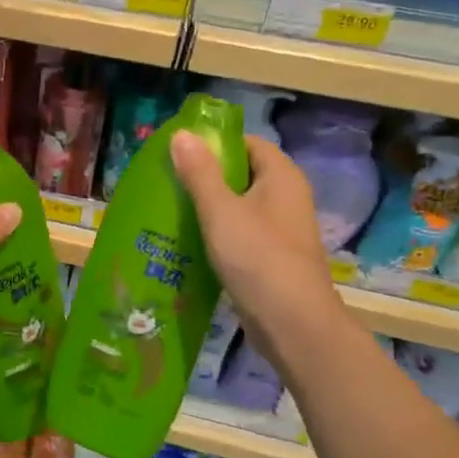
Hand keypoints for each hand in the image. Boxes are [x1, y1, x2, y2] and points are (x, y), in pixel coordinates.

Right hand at [171, 131, 348, 364]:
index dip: (214, 143)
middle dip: (204, 176)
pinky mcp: (270, 257)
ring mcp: (280, 230)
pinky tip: (187, 242)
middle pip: (241, 174)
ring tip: (168, 209)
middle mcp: (286, 198)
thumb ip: (200, 173)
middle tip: (166, 181)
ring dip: (207, 207)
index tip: (178, 152)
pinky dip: (216, 233)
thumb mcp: (221, 211)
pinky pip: (239, 234)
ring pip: (238, 207)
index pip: (247, 143)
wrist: (292, 324)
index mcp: (281, 177)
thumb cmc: (257, 258)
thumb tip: (182, 133)